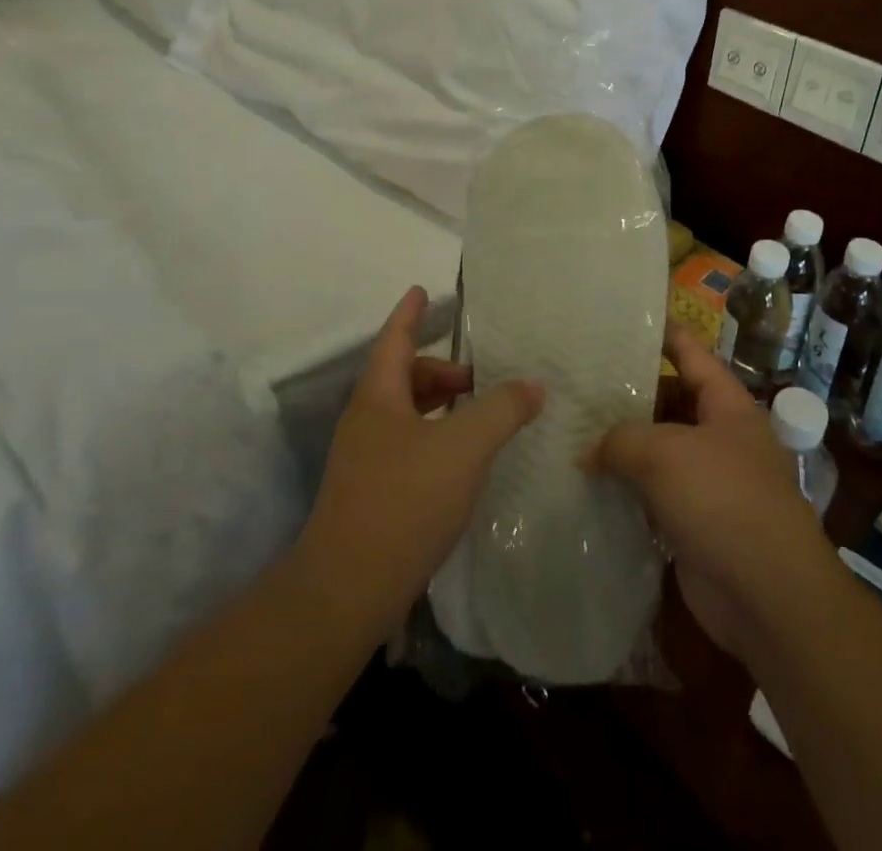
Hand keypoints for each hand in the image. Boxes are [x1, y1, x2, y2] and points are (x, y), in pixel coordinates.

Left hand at [294, 286, 544, 634]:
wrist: (347, 591)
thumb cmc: (404, 501)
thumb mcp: (464, 447)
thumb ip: (502, 409)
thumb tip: (533, 384)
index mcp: (378, 397)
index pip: (394, 339)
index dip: (410, 313)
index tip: (421, 289)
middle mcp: (366, 422)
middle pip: (402, 377)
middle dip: (439, 369)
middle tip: (477, 376)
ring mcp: (364, 461)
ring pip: (405, 414)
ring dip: (439, 406)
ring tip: (477, 418)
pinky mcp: (370, 495)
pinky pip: (407, 446)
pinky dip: (435, 437)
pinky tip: (460, 462)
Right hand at [592, 324, 842, 662]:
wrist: (768, 596)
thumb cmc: (723, 500)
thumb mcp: (665, 454)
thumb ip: (620, 440)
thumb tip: (587, 451)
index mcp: (726, 405)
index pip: (691, 353)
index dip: (663, 332)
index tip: (626, 317)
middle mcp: (720, 437)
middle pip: (669, 402)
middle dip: (628, 394)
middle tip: (578, 382)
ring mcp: (708, 482)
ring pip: (658, 451)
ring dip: (622, 447)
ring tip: (571, 430)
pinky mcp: (693, 523)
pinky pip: (653, 495)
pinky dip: (626, 490)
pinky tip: (586, 484)